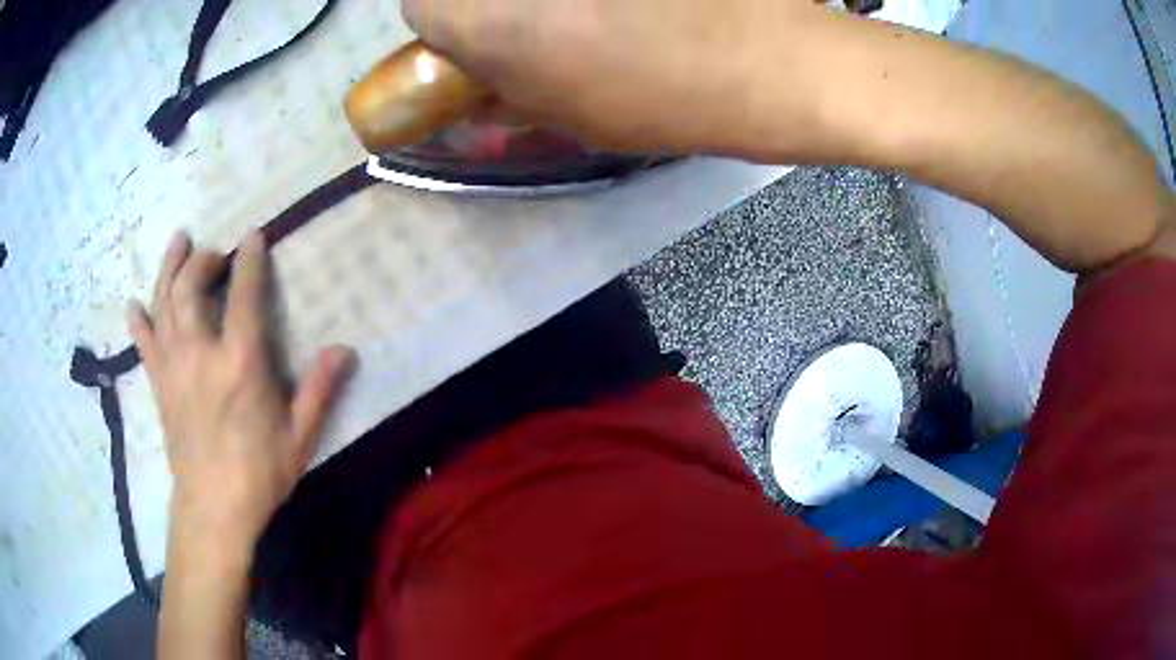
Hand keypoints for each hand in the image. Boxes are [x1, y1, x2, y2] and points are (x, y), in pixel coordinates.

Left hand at [129, 231, 354, 557]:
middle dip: (202, 260)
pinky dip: (138, 321)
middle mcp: (201, 354)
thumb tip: (345, 349)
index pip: (244, 296)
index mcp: (240, 363)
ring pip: (163, 304)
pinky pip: (144, 344)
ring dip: (169, 268)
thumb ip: (319, 390)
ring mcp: (174, 367)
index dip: (250, 261)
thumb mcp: (299, 437)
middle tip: (215, 254)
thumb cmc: (259, 473)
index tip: (253, 237)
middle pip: (190, 288)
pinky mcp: (159, 385)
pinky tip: (135, 305)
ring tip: (178, 242)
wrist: (214, 509)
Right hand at [402, 0, 827, 155]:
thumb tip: (478, 78)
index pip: (421, 6)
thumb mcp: (576, 116)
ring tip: (602, 17)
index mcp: (495, 22)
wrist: (783, 64)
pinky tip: (634, 9)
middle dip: (491, 8)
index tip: (474, 42)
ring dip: (543, 4)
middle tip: (538, 26)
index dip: (443, 24)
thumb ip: (508, 91)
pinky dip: (592, 2)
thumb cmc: (678, 101)